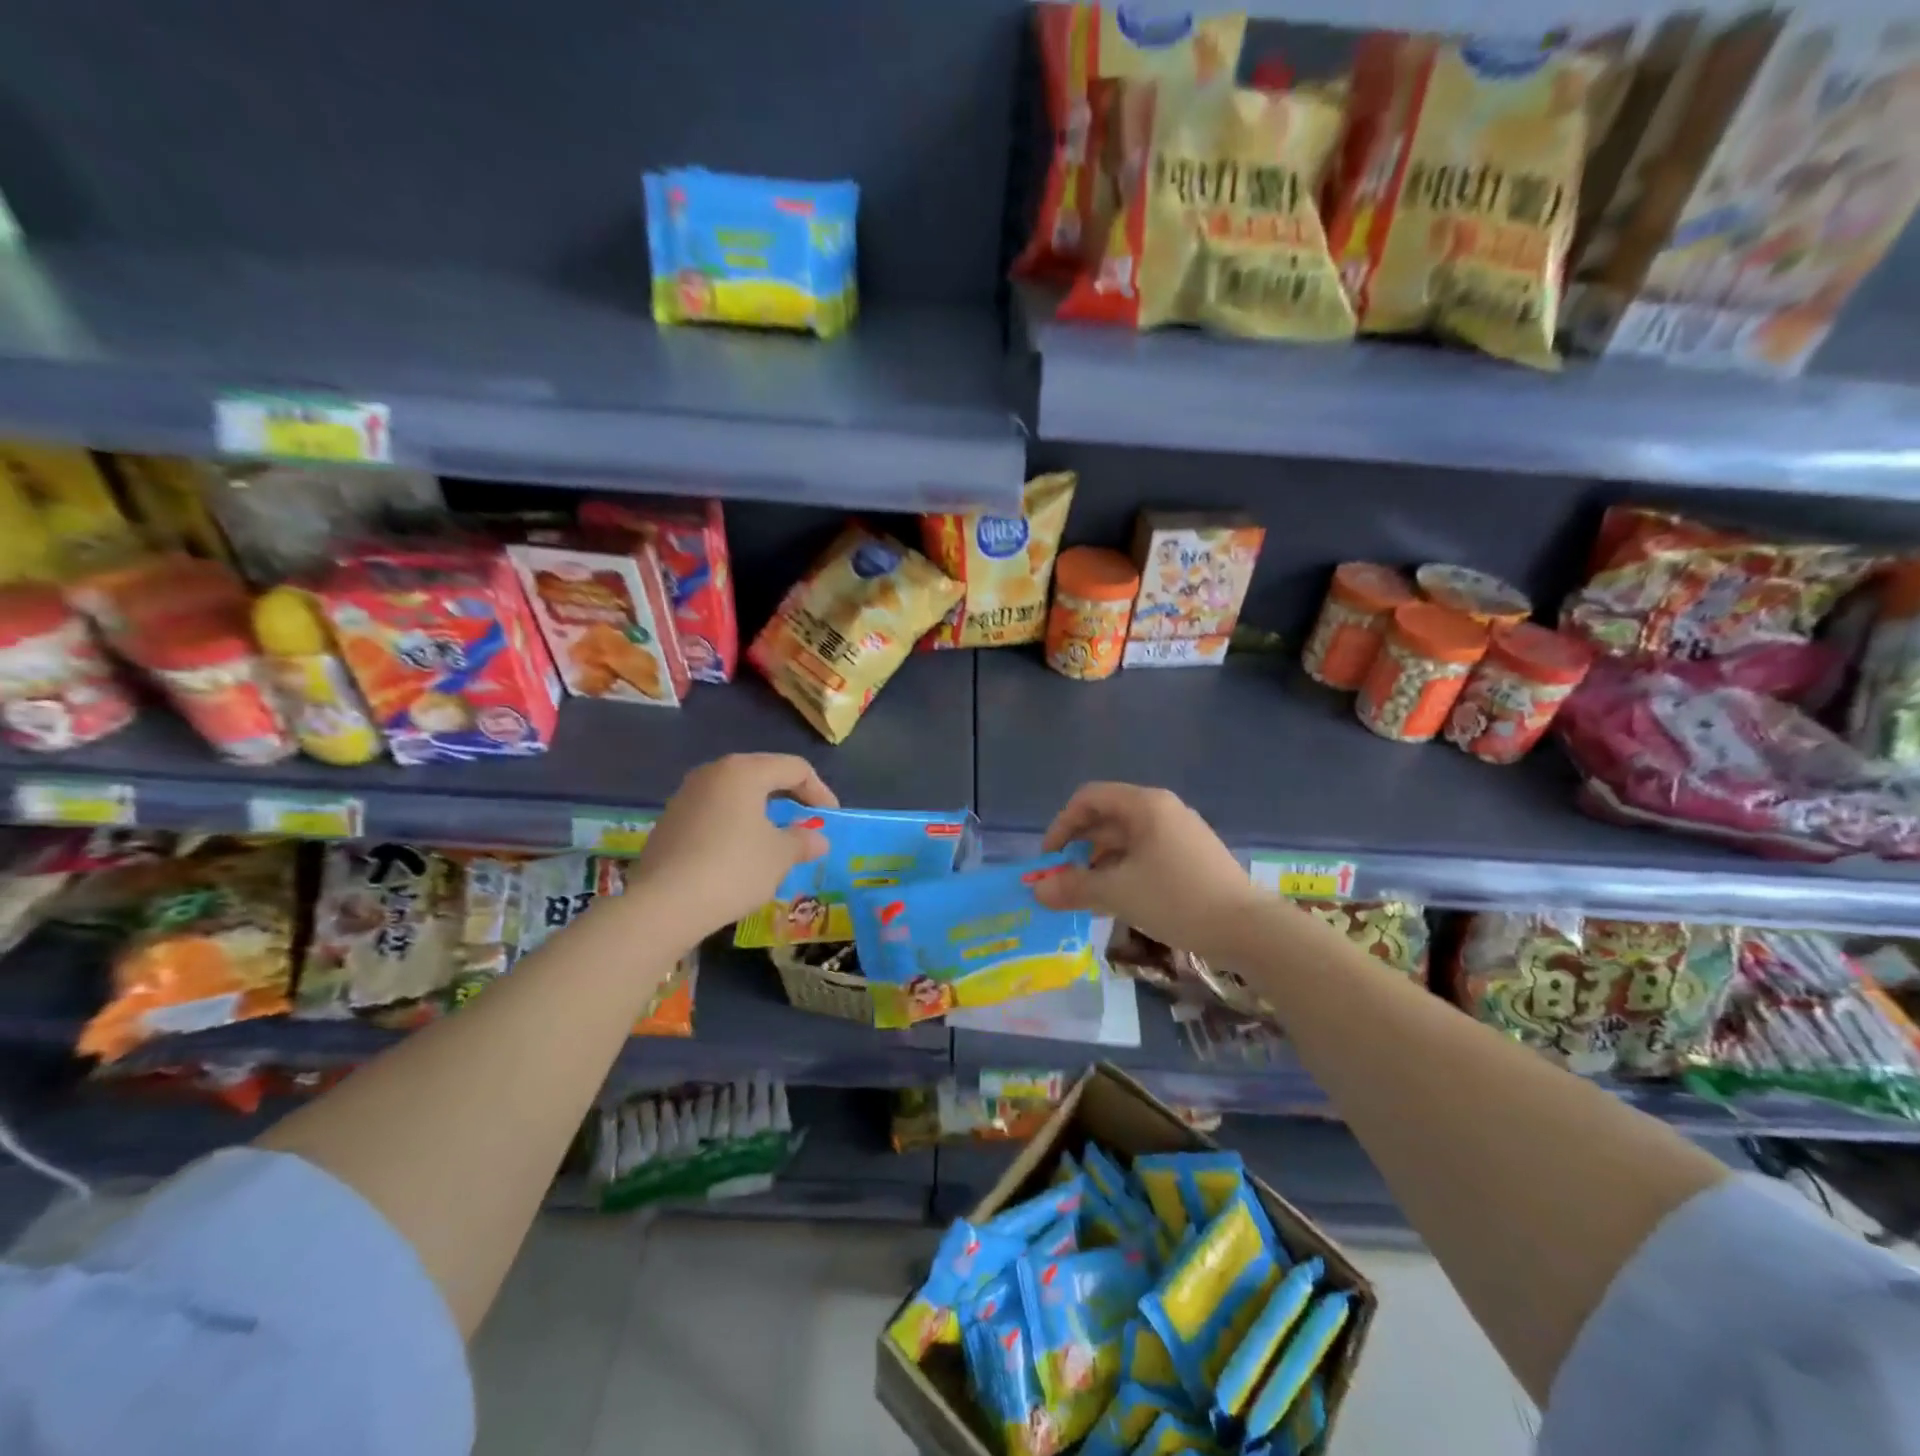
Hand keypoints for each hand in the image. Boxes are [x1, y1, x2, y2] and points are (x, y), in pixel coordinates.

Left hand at [629, 754, 836, 941]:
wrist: (663, 904)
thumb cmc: (733, 869)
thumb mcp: (779, 856)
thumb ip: (803, 841)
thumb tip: (818, 839)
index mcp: (744, 771)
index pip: (794, 768)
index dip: (819, 791)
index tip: (830, 819)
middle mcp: (713, 773)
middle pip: (763, 775)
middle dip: (789, 798)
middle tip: (806, 824)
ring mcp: (686, 795)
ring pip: (736, 794)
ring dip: (761, 813)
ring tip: (776, 840)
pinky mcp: (670, 821)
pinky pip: (714, 813)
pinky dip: (735, 826)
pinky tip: (740, 854)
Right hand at [1034, 783, 1260, 958]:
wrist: (1249, 929)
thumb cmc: (1177, 899)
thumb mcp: (1118, 893)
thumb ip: (1074, 887)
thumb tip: (1037, 891)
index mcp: (1145, 805)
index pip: (1089, 799)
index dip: (1062, 825)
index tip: (1049, 859)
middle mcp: (1163, 810)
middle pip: (1108, 817)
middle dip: (1080, 846)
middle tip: (1063, 879)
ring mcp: (1181, 832)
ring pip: (1128, 838)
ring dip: (1101, 861)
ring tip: (1087, 893)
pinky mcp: (1193, 855)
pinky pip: (1147, 853)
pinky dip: (1125, 869)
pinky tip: (1120, 898)